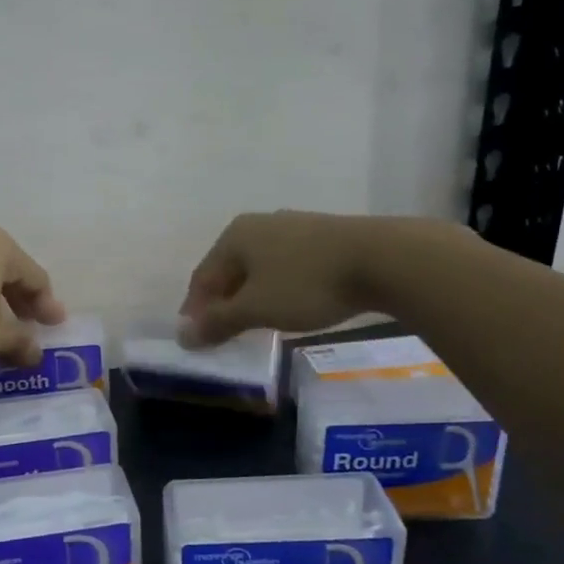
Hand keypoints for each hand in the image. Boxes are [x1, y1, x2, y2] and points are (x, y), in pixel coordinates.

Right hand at [180, 210, 388, 343]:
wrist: (381, 259)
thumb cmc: (306, 284)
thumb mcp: (256, 308)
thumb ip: (218, 322)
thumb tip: (182, 336)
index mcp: (235, 236)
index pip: (202, 277)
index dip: (195, 310)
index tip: (195, 339)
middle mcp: (259, 224)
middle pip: (229, 271)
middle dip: (222, 303)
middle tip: (222, 335)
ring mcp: (292, 227)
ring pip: (258, 268)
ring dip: (249, 297)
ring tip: (253, 325)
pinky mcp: (321, 237)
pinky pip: (284, 267)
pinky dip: (276, 289)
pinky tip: (286, 306)